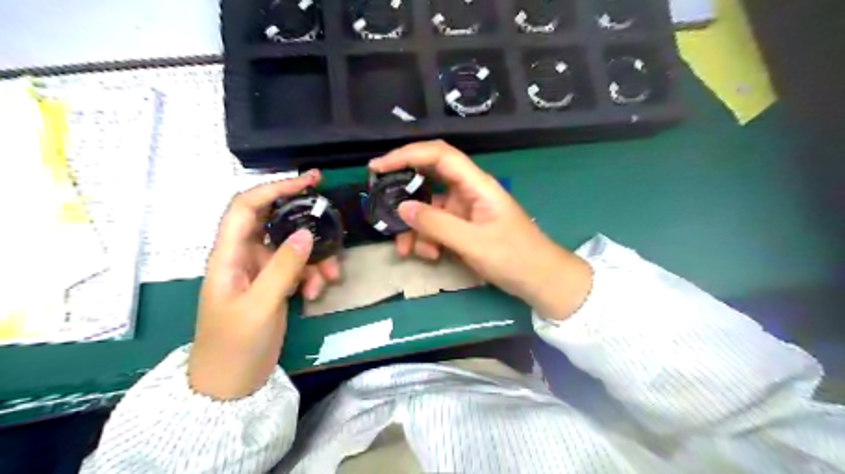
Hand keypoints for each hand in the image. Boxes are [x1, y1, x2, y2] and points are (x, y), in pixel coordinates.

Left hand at [188, 170, 339, 399]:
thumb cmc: (235, 345)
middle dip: (306, 223)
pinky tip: (317, 293)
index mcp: (228, 255)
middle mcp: (243, 256)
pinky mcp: (273, 285)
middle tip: (333, 219)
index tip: (309, 182)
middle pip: (275, 223)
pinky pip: (297, 268)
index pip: (246, 206)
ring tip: (330, 277)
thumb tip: (308, 232)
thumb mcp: (260, 305)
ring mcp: (260, 271)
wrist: (230, 385)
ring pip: (293, 248)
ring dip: (315, 257)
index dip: (275, 188)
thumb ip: (283, 267)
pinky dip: (312, 275)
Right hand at [371, 138, 591, 320]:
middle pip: (428, 179)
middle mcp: (468, 191)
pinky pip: (436, 226)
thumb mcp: (473, 243)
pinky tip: (429, 255)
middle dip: (404, 195)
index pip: (438, 155)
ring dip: (414, 227)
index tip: (378, 167)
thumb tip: (401, 208)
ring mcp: (465, 210)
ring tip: (407, 250)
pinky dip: (426, 238)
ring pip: (428, 208)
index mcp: (476, 184)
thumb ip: (436, 224)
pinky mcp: (463, 227)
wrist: (540, 280)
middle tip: (382, 209)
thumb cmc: (514, 257)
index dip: (406, 154)